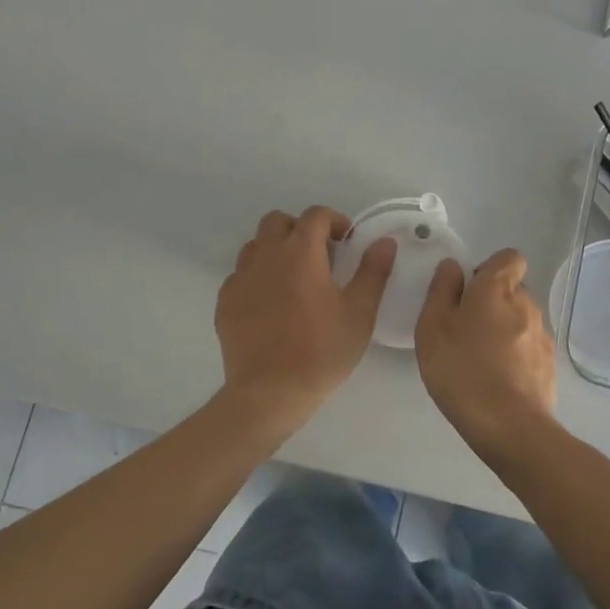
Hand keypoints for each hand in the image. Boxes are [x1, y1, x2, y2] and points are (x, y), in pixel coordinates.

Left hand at [215, 206, 396, 435]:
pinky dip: (257, 278)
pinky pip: (240, 276)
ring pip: (255, 246)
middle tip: (319, 256)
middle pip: (278, 221)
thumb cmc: (321, 351)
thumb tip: (384, 241)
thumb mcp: (359, 312)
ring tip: (293, 278)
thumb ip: (373, 271)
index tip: (346, 241)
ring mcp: (240, 278)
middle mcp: (266, 255)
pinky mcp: (225, 302)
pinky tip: (270, 305)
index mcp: (300, 252)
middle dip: (299, 229)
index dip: (334, 220)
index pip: (315, 215)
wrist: (269, 393)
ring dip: (275, 250)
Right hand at [414, 248, 556, 463]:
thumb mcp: (433, 328)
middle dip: (492, 301)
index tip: (468, 291)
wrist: (510, 428)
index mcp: (498, 289)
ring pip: (521, 318)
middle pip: (513, 289)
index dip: (489, 268)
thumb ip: (441, 290)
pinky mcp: (549, 364)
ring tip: (479, 358)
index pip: (508, 258)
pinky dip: (515, 354)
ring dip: (504, 328)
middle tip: (465, 329)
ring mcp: (542, 335)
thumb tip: (453, 267)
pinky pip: (529, 346)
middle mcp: (527, 304)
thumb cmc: (463, 371)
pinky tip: (497, 379)